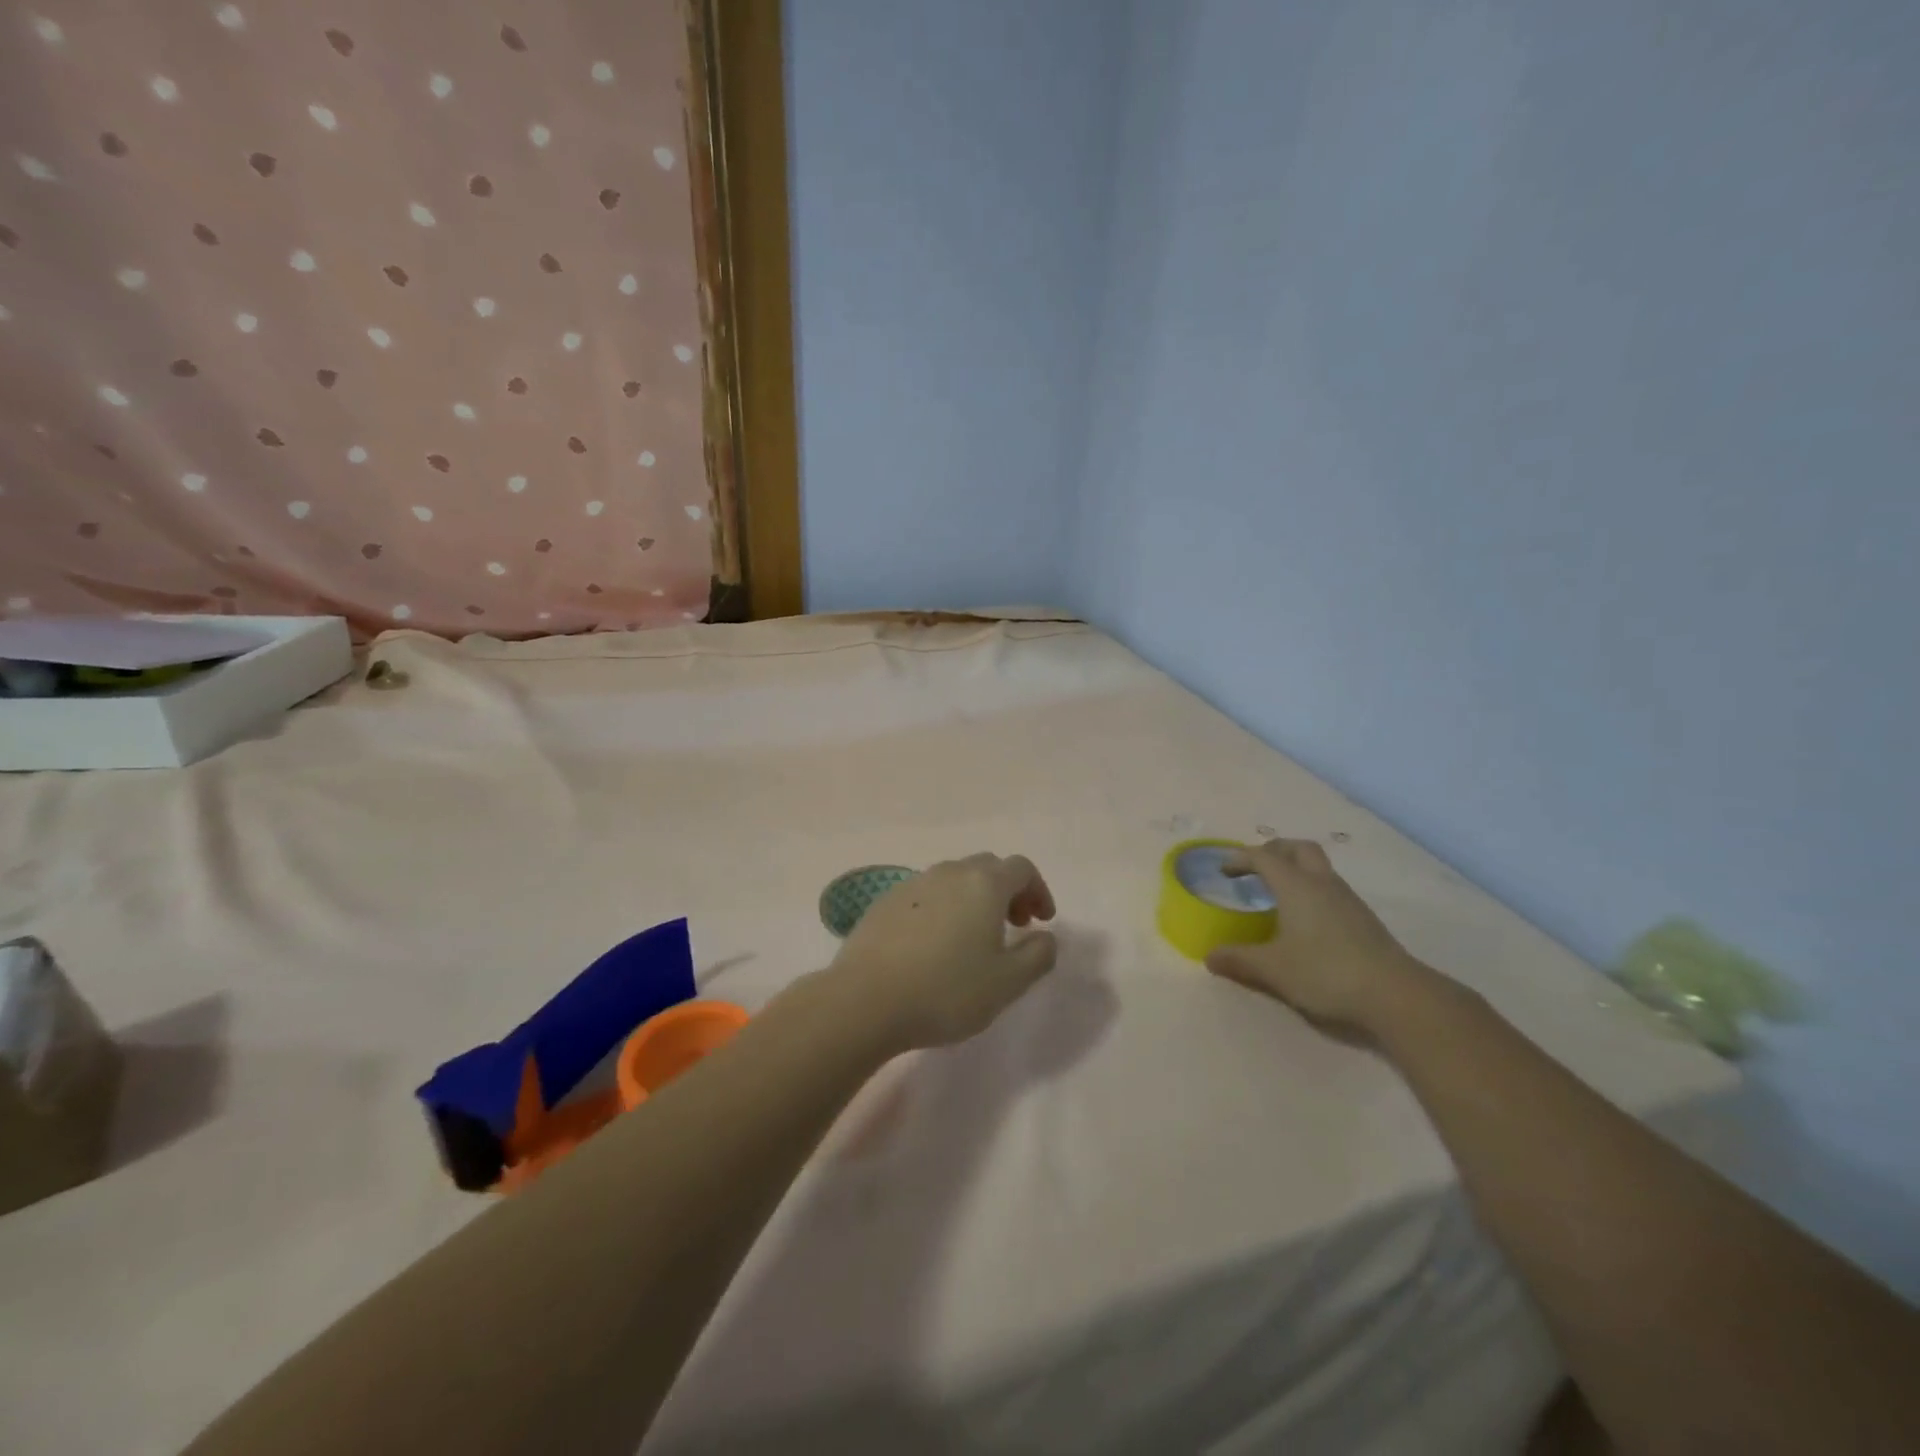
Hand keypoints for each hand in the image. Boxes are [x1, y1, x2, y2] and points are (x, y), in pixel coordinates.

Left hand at [828, 853, 1058, 1050]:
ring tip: (974, 938)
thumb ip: (1038, 955)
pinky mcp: (884, 902)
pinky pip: (926, 895)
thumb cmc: (946, 990)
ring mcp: (912, 884)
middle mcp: (948, 873)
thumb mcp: (1008, 983)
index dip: (1038, 890)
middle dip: (1008, 891)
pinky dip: (943, 908)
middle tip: (1014, 926)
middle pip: (987, 867)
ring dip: (974, 899)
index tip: (1041, 921)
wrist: (864, 1000)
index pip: (1021, 868)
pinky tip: (934, 945)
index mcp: (983, 884)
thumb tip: (1046, 936)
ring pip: (954, 879)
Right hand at [1204, 838, 1439, 1034]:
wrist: (1395, 994)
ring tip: (1277, 893)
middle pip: (1298, 849)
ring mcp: (1348, 900)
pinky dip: (1311, 890)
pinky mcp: (1364, 919)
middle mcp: (1322, 883)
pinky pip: (1330, 889)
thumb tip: (1209, 956)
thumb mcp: (1273, 970)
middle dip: (1274, 851)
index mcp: (1296, 886)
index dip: (1241, 858)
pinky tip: (1305, 919)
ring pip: (1319, 868)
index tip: (1224, 870)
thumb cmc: (1325, 972)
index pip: (1264, 857)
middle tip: (1256, 867)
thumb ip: (1239, 960)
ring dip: (1296, 870)